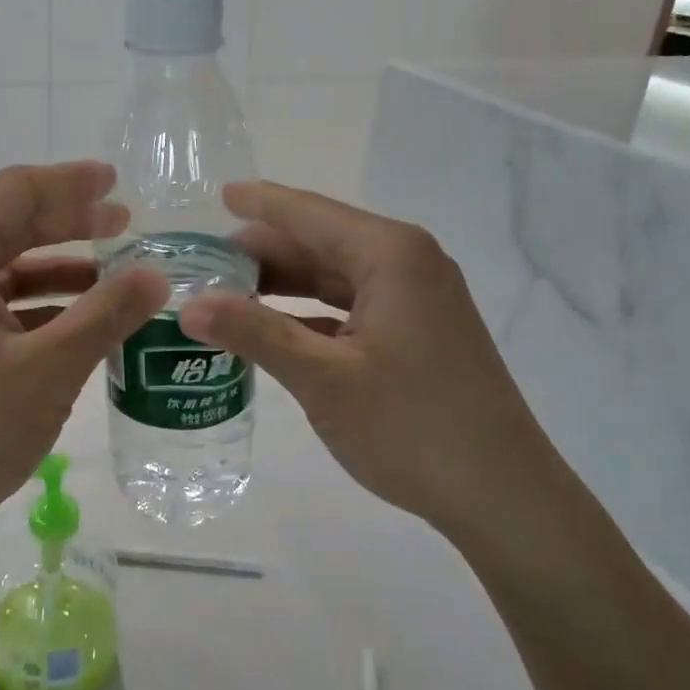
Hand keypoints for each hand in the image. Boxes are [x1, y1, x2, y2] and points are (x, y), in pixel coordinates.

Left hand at [0, 162, 167, 569]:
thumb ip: (106, 315)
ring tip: (113, 276)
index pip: (18, 192)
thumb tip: (157, 275)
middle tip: (125, 225)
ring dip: (58, 267)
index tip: (120, 184)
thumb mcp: (48, 370)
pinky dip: (38, 307)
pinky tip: (78, 325)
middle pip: (10, 224)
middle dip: (69, 222)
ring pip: (4, 268)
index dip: (72, 183)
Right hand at [177, 181, 559, 537]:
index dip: (259, 203)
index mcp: (389, 254)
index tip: (215, 194)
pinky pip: (351, 306)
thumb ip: (254, 333)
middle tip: (202, 264)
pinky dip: (309, 313)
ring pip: (334, 276)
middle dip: (262, 251)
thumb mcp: (322, 378)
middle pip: (320, 241)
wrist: (502, 495)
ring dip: (283, 284)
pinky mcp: (417, 332)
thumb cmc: (411, 426)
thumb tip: (187, 304)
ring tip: (225, 292)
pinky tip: (271, 329)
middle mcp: (406, 262)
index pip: (308, 213)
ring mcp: (416, 299)